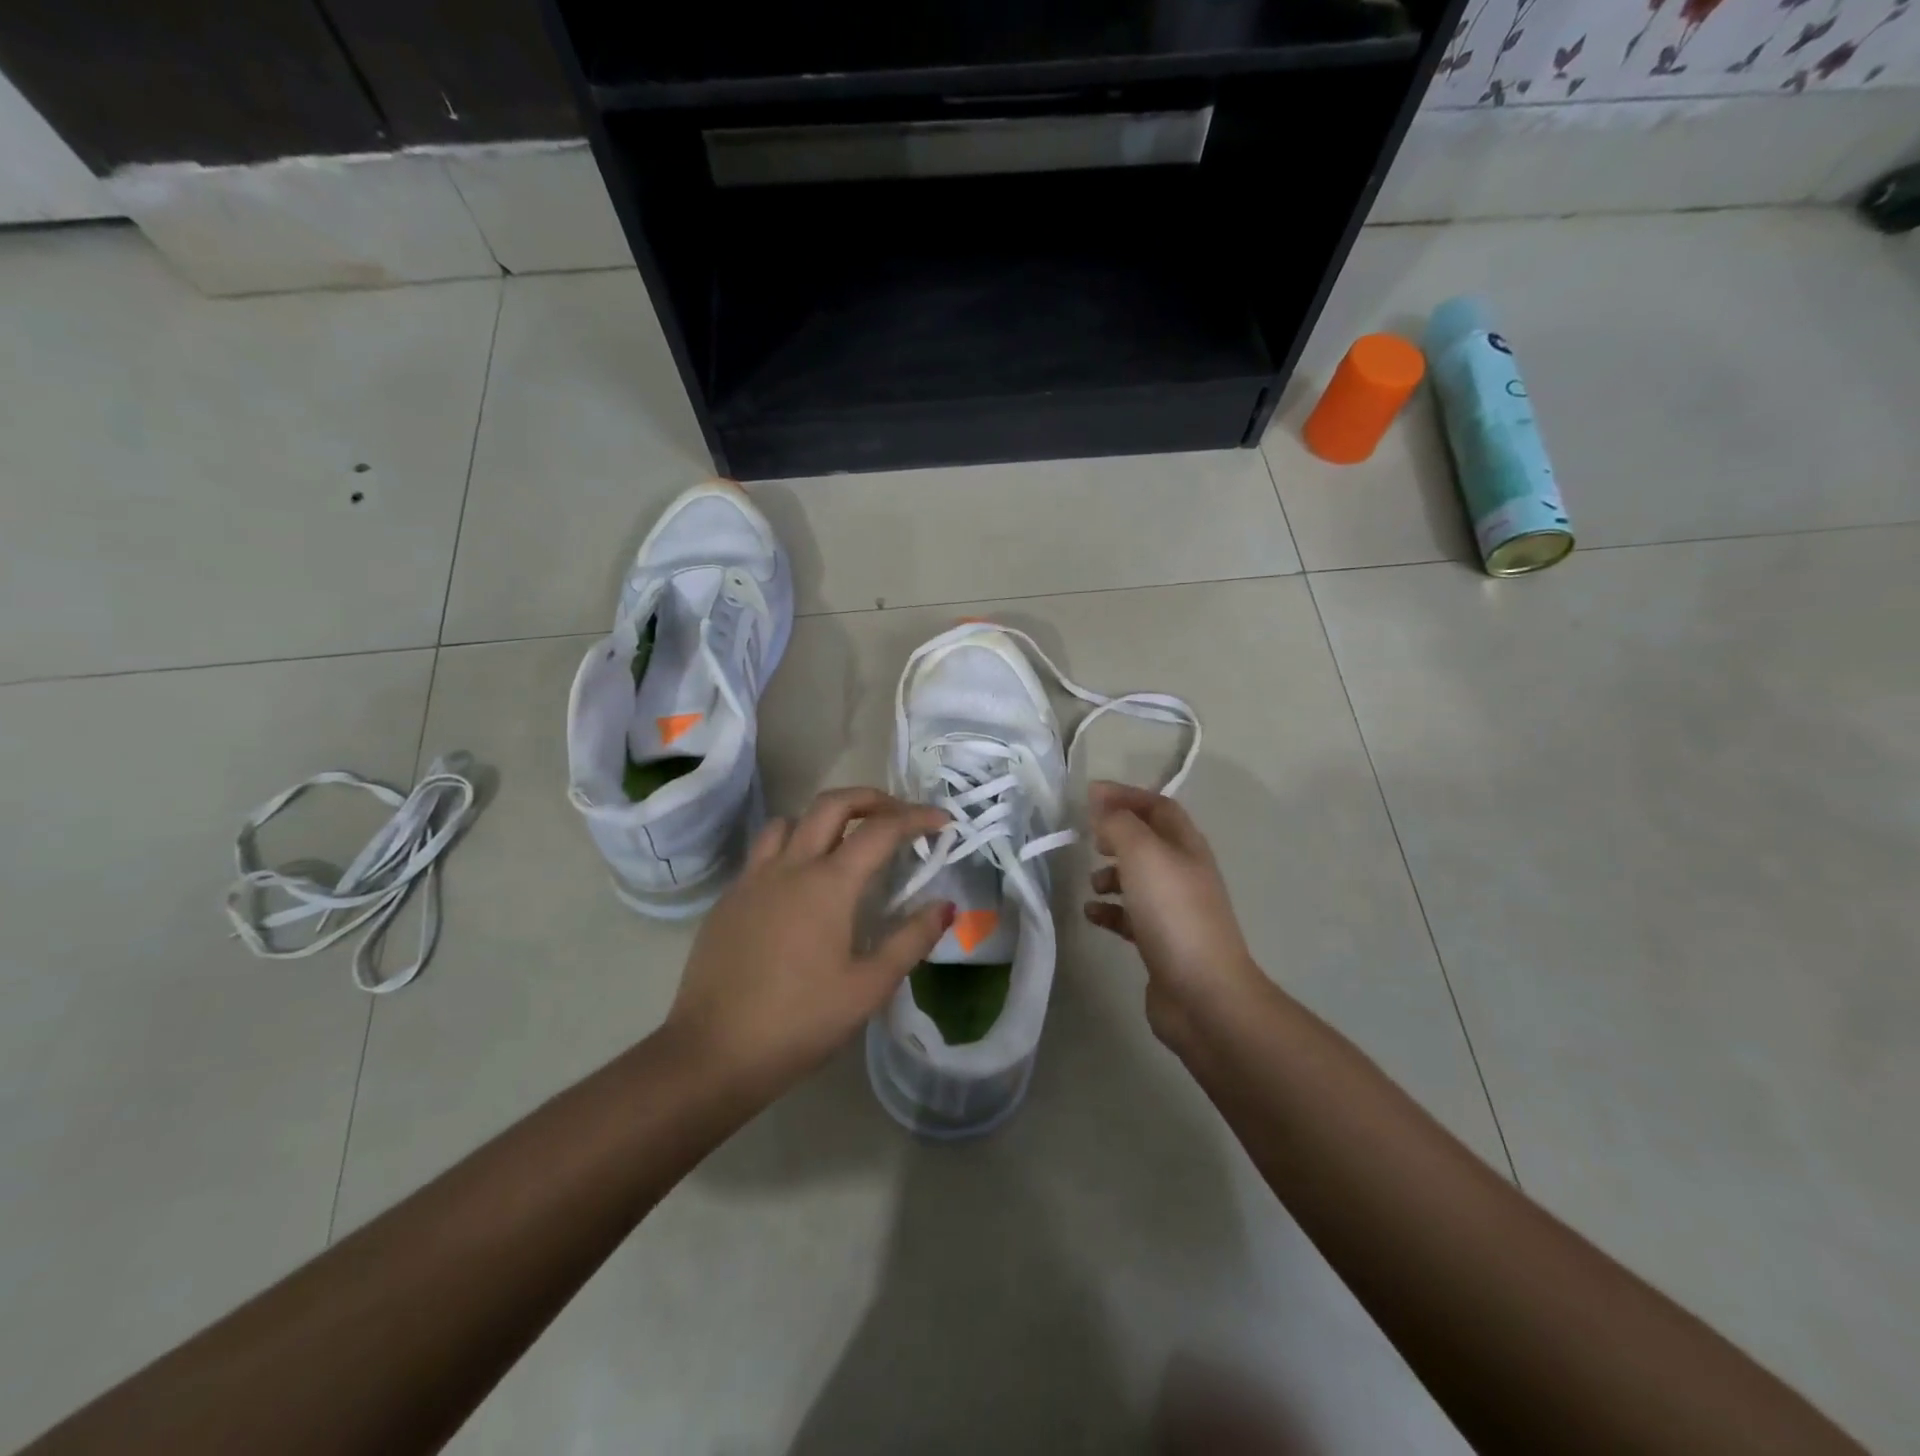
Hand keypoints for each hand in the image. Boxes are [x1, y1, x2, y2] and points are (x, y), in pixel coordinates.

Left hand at [665, 788, 953, 1103]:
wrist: (712, 1053)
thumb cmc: (799, 1022)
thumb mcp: (868, 988)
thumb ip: (911, 940)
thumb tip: (945, 906)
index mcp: (829, 884)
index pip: (881, 830)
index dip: (916, 817)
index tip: (942, 820)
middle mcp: (790, 866)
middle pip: (832, 804)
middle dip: (871, 798)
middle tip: (897, 815)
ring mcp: (753, 879)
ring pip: (790, 821)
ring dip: (824, 819)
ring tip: (845, 843)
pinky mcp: (729, 898)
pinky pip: (764, 851)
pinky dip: (792, 846)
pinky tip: (800, 885)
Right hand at [1083, 781, 1265, 1049]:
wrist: (1202, 993)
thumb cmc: (1173, 913)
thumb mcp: (1143, 854)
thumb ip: (1119, 823)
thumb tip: (1100, 800)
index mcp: (1186, 846)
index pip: (1158, 806)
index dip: (1126, 795)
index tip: (1089, 795)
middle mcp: (1184, 873)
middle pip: (1149, 841)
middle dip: (1117, 835)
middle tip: (1089, 838)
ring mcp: (1175, 910)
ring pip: (1139, 879)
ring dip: (1111, 874)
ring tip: (1091, 882)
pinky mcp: (1160, 942)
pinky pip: (1130, 916)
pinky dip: (1109, 911)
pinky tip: (1091, 914)